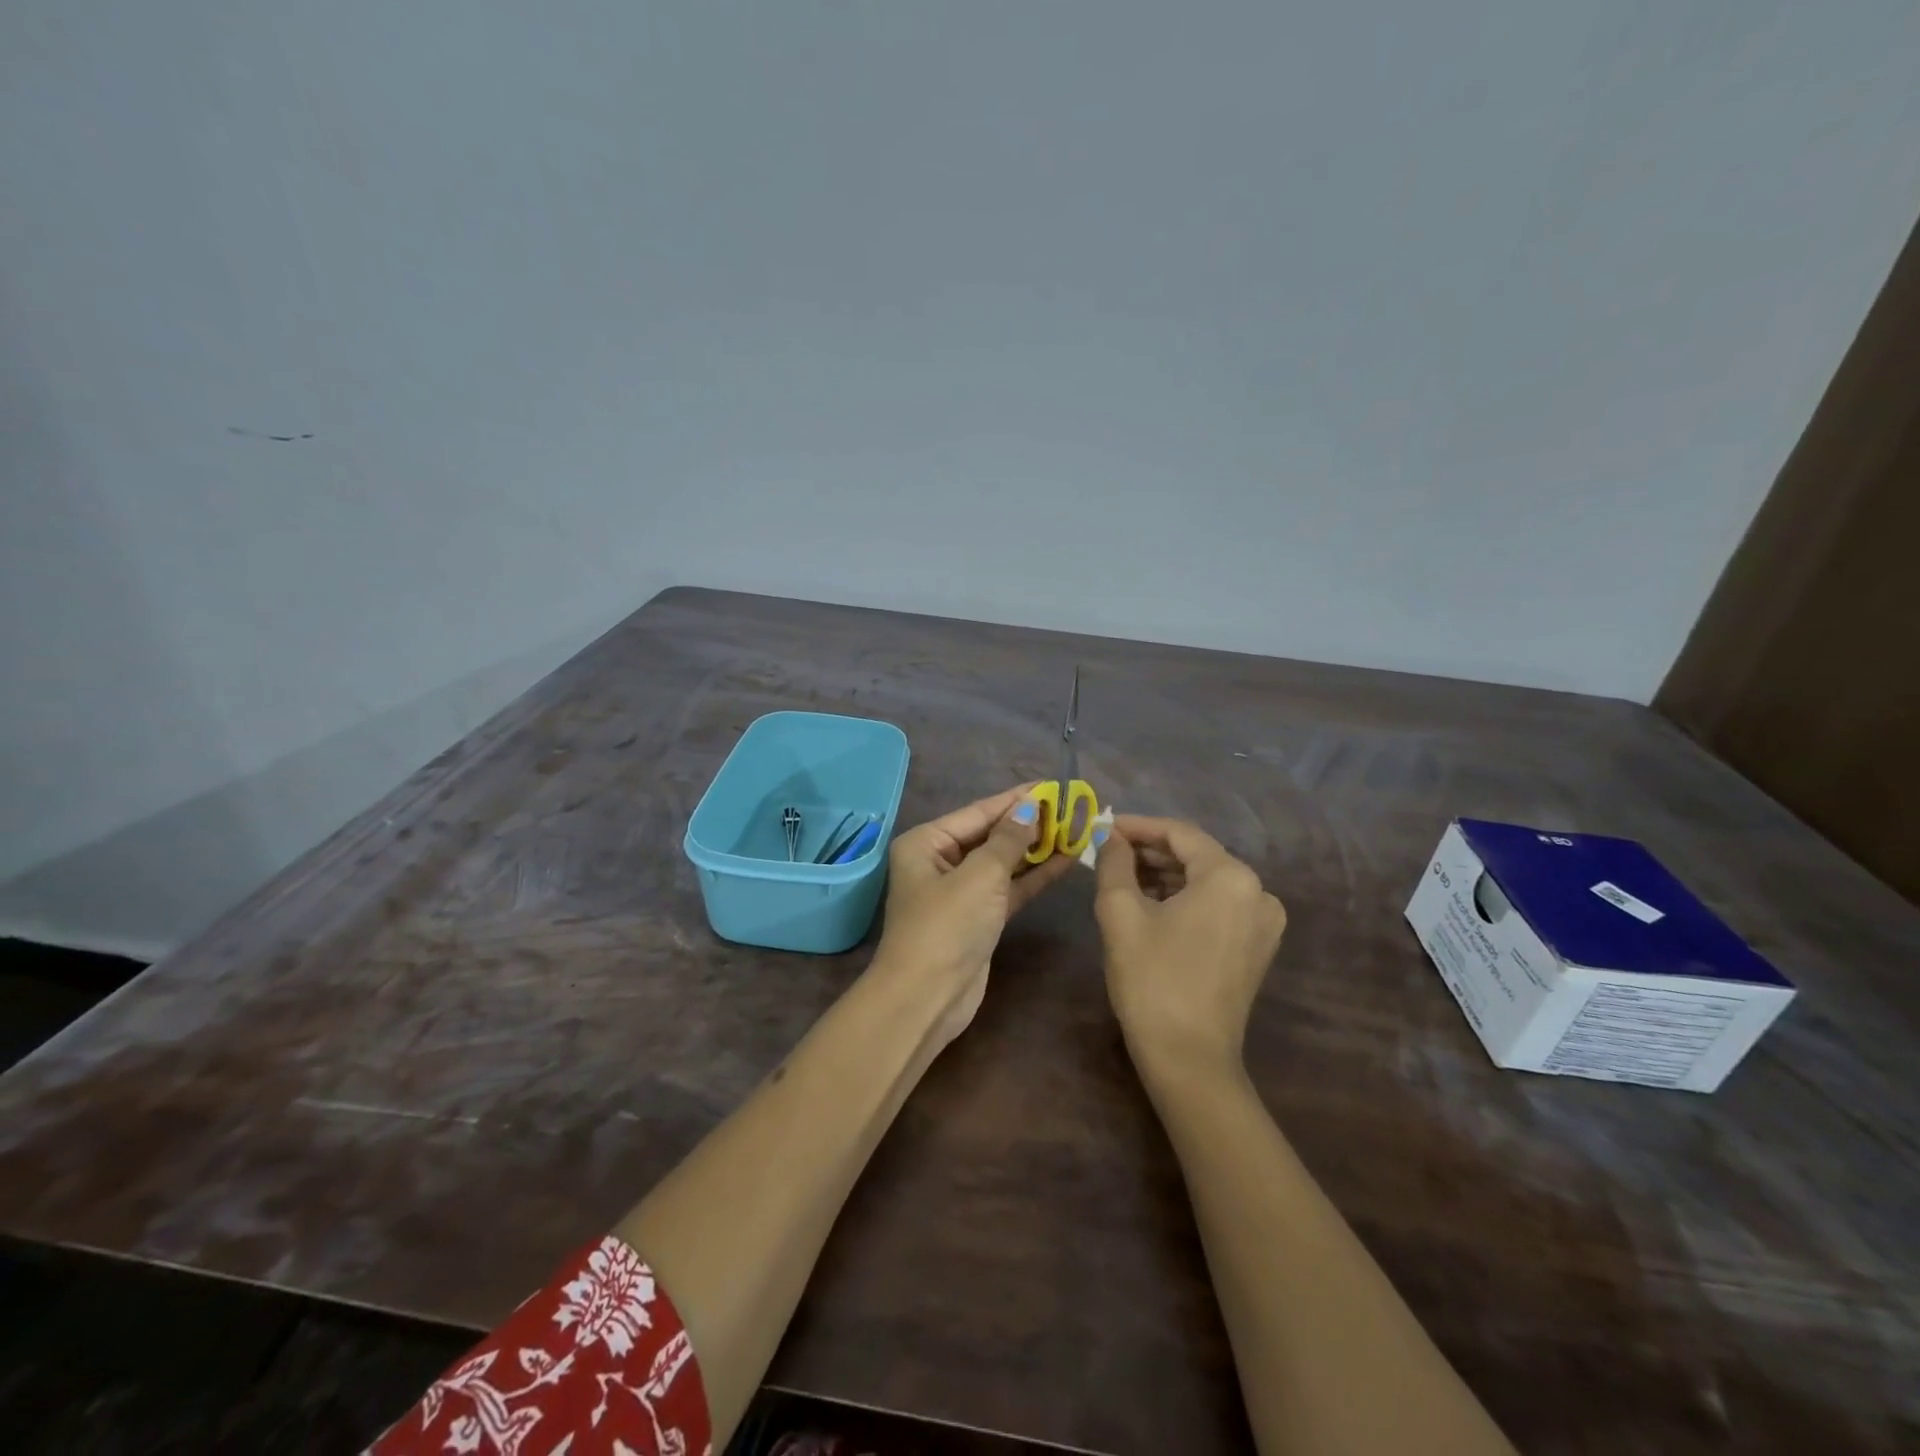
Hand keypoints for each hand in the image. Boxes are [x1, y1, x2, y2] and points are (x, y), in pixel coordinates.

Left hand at [874, 786, 1076, 1043]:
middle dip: (1030, 823)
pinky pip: (1009, 888)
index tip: (1052, 786)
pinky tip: (1067, 861)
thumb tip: (1030, 807)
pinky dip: (1035, 876)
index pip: (978, 812)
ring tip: (1077, 830)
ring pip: (1004, 862)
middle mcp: (940, 862)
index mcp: (926, 842)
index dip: (1016, 799)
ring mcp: (960, 892)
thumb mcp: (980, 875)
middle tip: (1072, 808)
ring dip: (1037, 849)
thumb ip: (1009, 839)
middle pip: (991, 835)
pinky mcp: (979, 918)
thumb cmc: (947, 925)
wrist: (927, 998)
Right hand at [1094, 815, 1286, 1081]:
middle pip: (1197, 855)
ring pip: (1206, 881)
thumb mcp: (1121, 913)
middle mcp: (1258, 892)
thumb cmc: (1152, 979)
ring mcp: (1263, 922)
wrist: (1189, 1059)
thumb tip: (1110, 837)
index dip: (1138, 826)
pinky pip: (1218, 905)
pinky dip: (1185, 899)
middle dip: (1151, 851)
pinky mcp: (1257, 947)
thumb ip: (1115, 863)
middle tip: (1109, 853)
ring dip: (1165, 875)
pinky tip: (1151, 904)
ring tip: (1123, 877)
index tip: (1104, 827)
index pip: (1179, 833)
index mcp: (1231, 877)